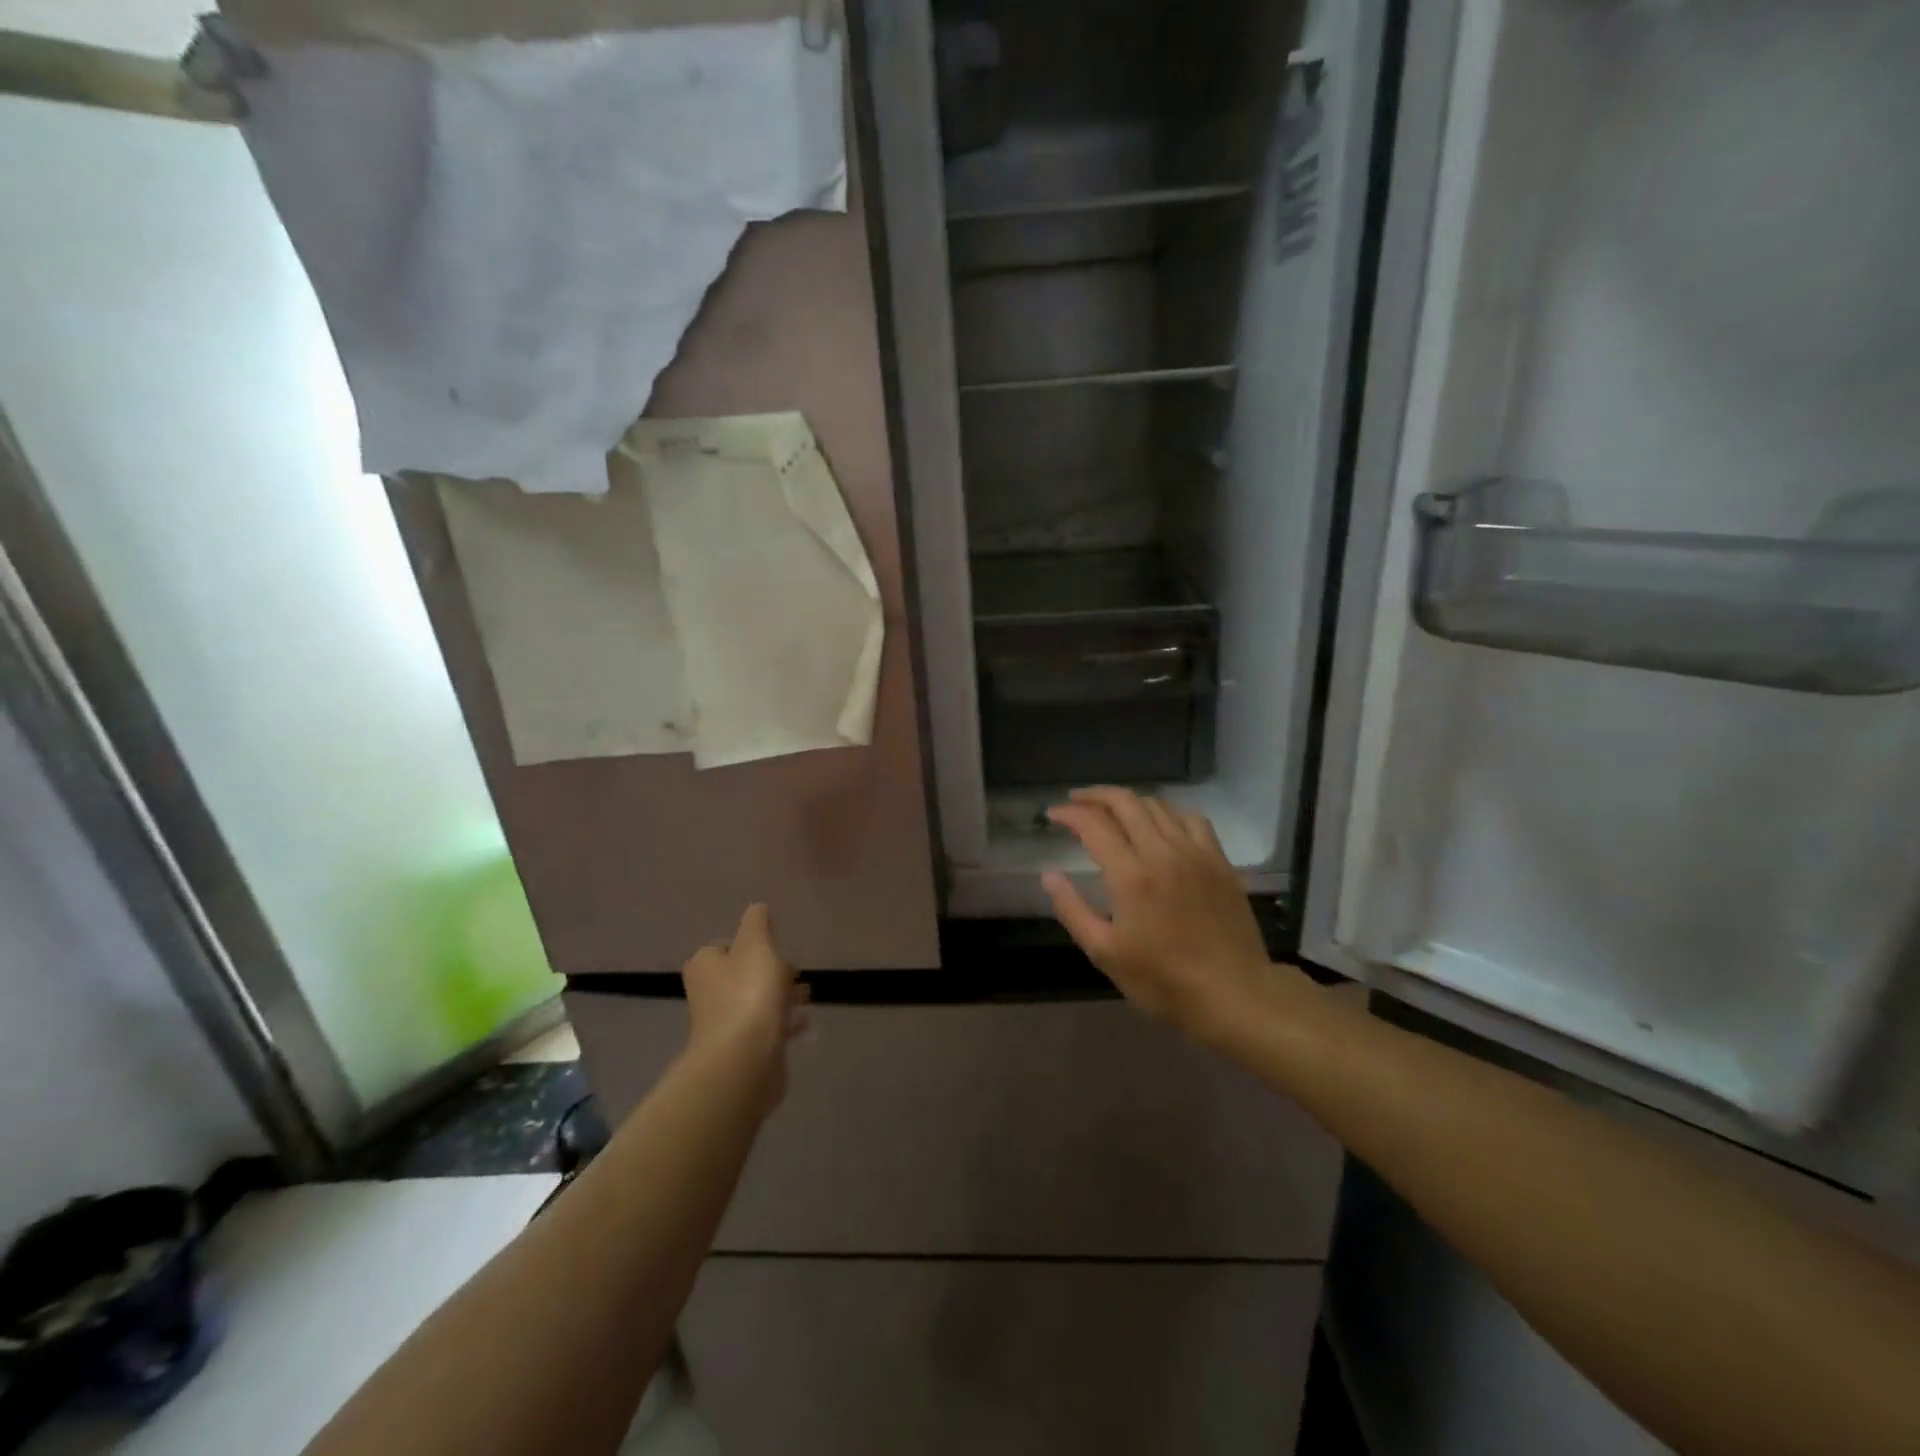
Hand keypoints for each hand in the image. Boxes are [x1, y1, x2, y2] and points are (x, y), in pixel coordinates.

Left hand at [681, 904, 807, 1105]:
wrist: (744, 1059)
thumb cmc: (748, 993)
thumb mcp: (756, 945)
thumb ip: (757, 923)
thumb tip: (757, 907)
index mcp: (705, 966)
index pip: (722, 947)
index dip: (747, 944)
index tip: (772, 944)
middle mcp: (708, 994)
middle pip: (740, 975)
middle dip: (768, 971)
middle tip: (794, 969)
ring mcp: (724, 1025)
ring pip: (755, 1002)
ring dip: (780, 997)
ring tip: (806, 995)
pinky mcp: (743, 1050)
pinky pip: (766, 1029)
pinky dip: (784, 1023)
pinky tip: (804, 1023)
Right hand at [1043, 788, 1279, 1041]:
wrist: (1233, 993)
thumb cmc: (1163, 980)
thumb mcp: (1104, 953)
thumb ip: (1072, 909)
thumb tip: (1049, 874)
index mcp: (1131, 875)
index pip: (1094, 825)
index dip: (1069, 814)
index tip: (1053, 815)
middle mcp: (1162, 852)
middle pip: (1126, 802)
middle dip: (1095, 795)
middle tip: (1076, 802)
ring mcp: (1195, 853)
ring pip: (1158, 805)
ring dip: (1129, 800)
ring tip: (1112, 809)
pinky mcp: (1219, 860)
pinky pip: (1191, 818)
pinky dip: (1168, 811)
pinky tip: (1160, 821)